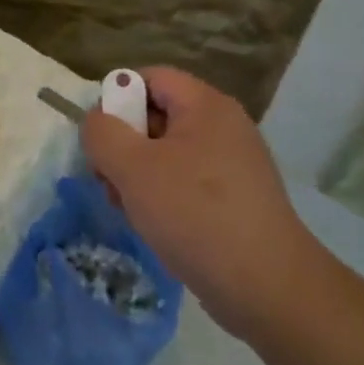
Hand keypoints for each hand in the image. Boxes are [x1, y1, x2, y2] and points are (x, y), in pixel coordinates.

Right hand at [81, 67, 333, 338]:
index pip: (150, 77)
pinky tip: (152, 225)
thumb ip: (103, 133)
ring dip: (136, 175)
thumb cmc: (195, 214)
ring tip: (127, 209)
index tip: (100, 137)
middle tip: (107, 179)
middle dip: (123, 144)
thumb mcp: (133, 168)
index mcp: (206, 106)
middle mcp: (223, 127)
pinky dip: (161, 197)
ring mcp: (232, 165)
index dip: (117, 97)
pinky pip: (185, 182)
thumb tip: (97, 121)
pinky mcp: (234, 199)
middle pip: (156, 115)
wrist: (266, 287)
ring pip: (166, 153)